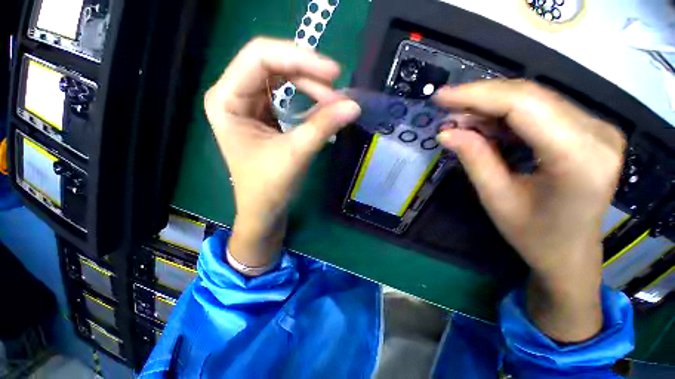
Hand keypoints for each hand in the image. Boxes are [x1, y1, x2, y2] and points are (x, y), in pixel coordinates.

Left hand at [204, 38, 359, 271]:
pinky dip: (308, 97)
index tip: (333, 74)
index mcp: (226, 99)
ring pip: (282, 77)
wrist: (264, 210)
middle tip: (337, 95)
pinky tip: (323, 107)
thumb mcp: (296, 155)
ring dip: (311, 86)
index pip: (260, 57)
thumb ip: (323, 126)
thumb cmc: (269, 188)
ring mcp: (249, 103)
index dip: (299, 58)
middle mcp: (234, 94)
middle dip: (308, 75)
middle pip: (273, 64)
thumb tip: (354, 106)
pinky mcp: (264, 114)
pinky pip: (287, 94)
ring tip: (333, 103)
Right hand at [434, 80, 625, 341]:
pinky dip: (506, 114)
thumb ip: (474, 159)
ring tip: (459, 120)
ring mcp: (598, 129)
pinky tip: (484, 125)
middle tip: (445, 107)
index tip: (441, 97)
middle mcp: (598, 134)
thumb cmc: (534, 235)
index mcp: (579, 158)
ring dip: (490, 106)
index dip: (477, 95)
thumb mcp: (496, 199)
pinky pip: (541, 109)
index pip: (524, 105)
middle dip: (480, 98)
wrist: (570, 252)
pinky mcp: (589, 130)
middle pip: (530, 96)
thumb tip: (446, 132)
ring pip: (534, 99)